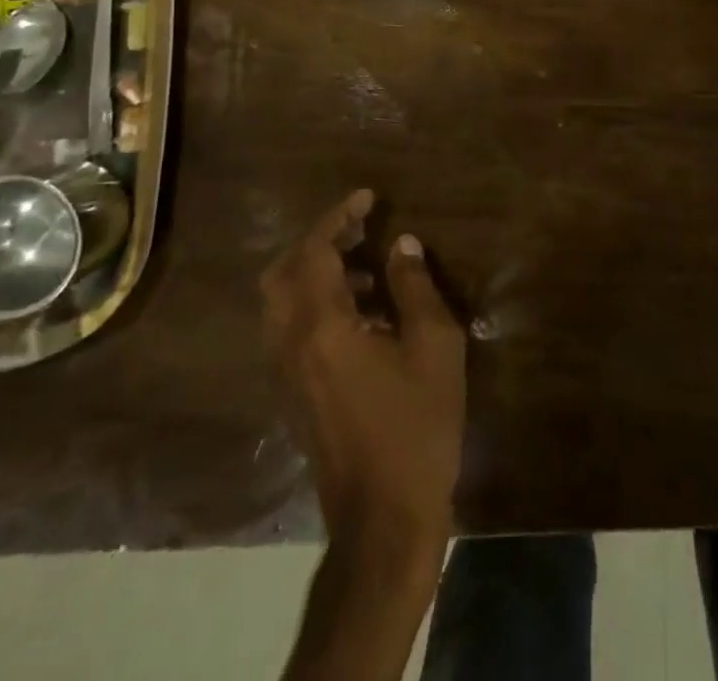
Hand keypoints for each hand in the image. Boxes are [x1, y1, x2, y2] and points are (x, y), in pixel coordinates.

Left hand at [262, 189, 466, 549]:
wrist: (385, 520)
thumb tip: (402, 245)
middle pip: (282, 273)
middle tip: (362, 229)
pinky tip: (366, 315)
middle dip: (318, 242)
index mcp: (321, 328)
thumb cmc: (417, 426)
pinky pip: (291, 330)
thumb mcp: (434, 346)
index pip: (313, 252)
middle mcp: (290, 345)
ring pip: (283, 303)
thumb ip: (415, 287)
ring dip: (318, 273)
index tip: (369, 198)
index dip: (338, 217)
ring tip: (371, 268)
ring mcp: (286, 374)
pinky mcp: (293, 396)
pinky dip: (317, 304)